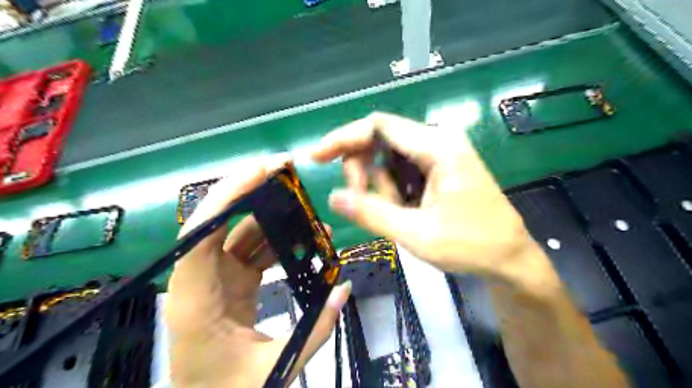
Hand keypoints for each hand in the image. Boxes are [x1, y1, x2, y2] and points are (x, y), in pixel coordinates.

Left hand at [164, 155, 348, 387]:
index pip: (199, 236)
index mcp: (195, 301)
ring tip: (305, 207)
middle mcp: (200, 280)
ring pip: (240, 233)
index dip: (226, 198)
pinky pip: (253, 250)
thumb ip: (315, 331)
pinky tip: (302, 237)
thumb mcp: (273, 370)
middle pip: (219, 222)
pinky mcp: (231, 282)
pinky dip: (277, 239)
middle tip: (286, 172)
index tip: (259, 172)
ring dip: (271, 216)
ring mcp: (216, 278)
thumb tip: (344, 289)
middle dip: (252, 192)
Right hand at [314, 113, 552, 290]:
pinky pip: (403, 169)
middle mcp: (439, 140)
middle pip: (381, 139)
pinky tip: (406, 210)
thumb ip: (372, 213)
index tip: (317, 157)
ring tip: (398, 215)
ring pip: (390, 157)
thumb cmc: (470, 246)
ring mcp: (442, 152)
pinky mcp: (441, 166)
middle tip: (361, 202)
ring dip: (381, 185)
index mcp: (437, 146)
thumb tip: (333, 197)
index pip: (378, 126)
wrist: (510, 258)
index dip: (343, 138)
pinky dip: (394, 189)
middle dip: (363, 169)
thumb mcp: (416, 234)